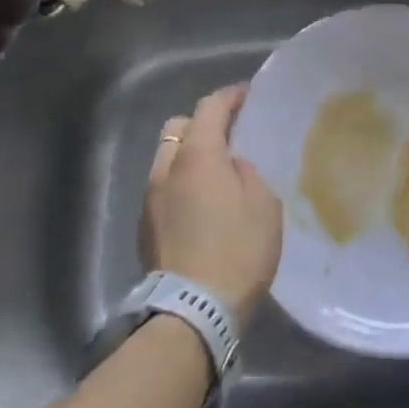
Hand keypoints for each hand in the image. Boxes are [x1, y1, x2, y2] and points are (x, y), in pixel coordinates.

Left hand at [141, 85, 282, 326]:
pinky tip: (199, 205)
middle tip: (227, 135)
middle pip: (178, 127)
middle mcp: (167, 168)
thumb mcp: (263, 204)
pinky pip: (163, 189)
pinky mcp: (144, 228)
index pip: (210, 107)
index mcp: (198, 154)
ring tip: (214, 173)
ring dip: (188, 157)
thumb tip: (231, 166)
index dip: (229, 96)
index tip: (246, 94)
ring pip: (166, 159)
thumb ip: (247, 173)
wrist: (192, 312)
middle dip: (201, 124)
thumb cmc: (238, 250)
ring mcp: (150, 198)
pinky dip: (180, 185)